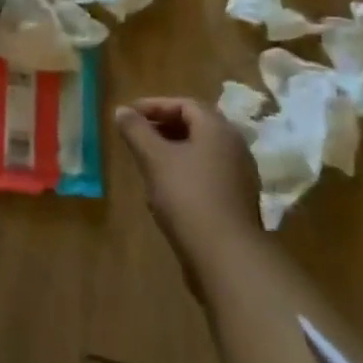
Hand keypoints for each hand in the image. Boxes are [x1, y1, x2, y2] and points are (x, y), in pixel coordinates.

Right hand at [114, 98, 258, 292]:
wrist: (227, 257)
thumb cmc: (188, 196)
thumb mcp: (154, 159)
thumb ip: (136, 130)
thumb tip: (121, 110)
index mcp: (217, 129)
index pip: (185, 104)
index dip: (155, 106)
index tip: (130, 114)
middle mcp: (234, 146)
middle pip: (196, 126)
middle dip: (164, 127)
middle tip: (138, 134)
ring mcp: (240, 176)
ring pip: (201, 152)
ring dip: (174, 150)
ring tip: (147, 161)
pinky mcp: (238, 202)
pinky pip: (208, 174)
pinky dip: (186, 172)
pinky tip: (166, 189)